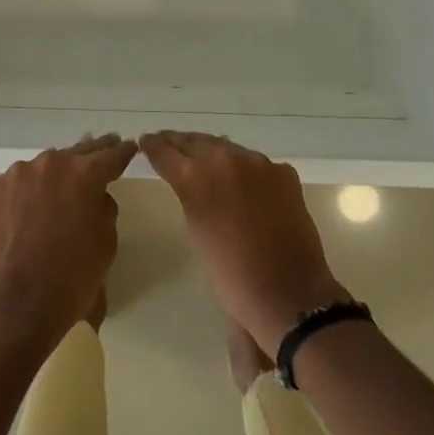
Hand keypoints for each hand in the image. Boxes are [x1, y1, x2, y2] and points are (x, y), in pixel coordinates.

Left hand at [0, 134, 135, 347]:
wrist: (17, 304)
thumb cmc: (72, 277)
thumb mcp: (106, 243)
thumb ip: (104, 209)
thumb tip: (93, 198)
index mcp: (84, 174)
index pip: (111, 155)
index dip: (122, 152)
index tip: (128, 147)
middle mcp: (50, 164)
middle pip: (76, 153)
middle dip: (91, 154)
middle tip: (102, 147)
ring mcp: (16, 174)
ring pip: (41, 169)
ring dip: (51, 177)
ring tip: (55, 191)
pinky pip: (14, 186)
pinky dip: (22, 195)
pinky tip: (23, 215)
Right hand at [140, 131, 351, 354]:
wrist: (287, 293)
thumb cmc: (231, 274)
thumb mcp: (196, 230)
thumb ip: (189, 196)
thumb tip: (191, 182)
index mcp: (194, 177)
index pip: (164, 151)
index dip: (153, 146)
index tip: (146, 141)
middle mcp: (224, 159)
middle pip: (195, 141)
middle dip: (179, 142)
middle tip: (167, 141)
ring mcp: (258, 162)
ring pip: (226, 147)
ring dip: (211, 150)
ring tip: (202, 155)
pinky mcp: (283, 172)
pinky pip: (256, 163)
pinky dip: (244, 168)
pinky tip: (242, 180)